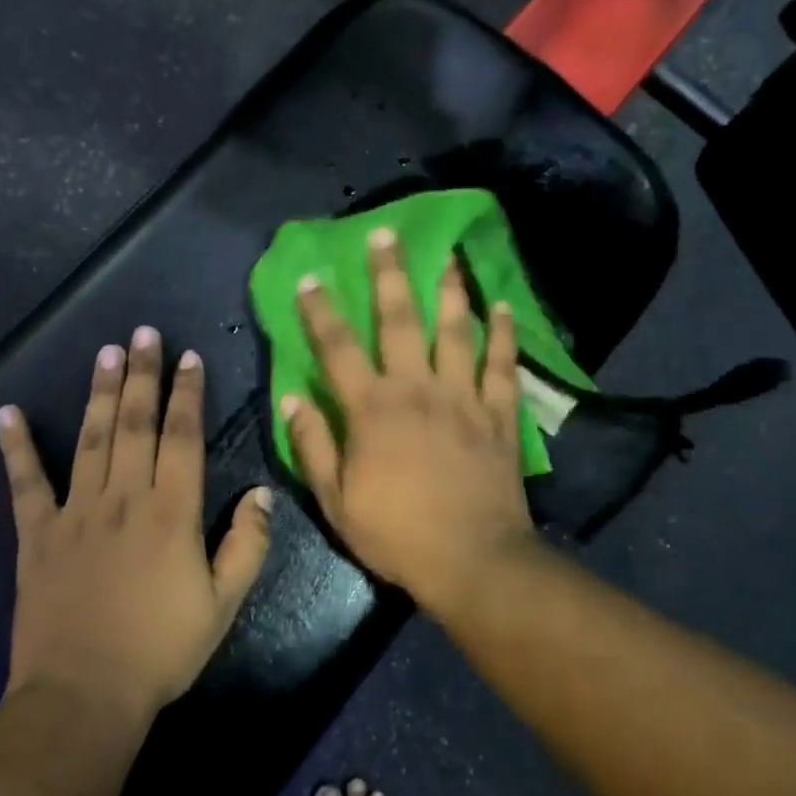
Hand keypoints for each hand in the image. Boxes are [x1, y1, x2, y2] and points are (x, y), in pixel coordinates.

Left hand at [0, 327, 271, 724]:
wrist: (84, 696)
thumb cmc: (161, 650)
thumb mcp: (223, 604)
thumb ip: (247, 544)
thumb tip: (261, 493)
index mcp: (171, 512)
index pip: (182, 436)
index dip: (187, 393)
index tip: (188, 358)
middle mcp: (124, 497)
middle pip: (134, 423)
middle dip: (141, 374)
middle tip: (142, 333)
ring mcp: (76, 512)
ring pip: (89, 439)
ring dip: (98, 392)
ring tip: (105, 352)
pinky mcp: (37, 534)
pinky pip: (25, 483)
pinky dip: (15, 447)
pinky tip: (7, 413)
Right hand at [282, 228, 537, 614]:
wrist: (473, 561)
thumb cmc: (397, 534)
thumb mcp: (336, 501)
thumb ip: (313, 446)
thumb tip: (291, 399)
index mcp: (372, 409)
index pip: (338, 349)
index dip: (321, 311)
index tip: (311, 277)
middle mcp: (417, 389)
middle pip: (400, 320)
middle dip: (390, 275)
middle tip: (386, 235)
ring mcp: (463, 397)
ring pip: (456, 331)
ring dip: (451, 290)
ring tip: (450, 255)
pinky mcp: (498, 414)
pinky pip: (503, 365)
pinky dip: (503, 335)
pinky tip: (502, 306)